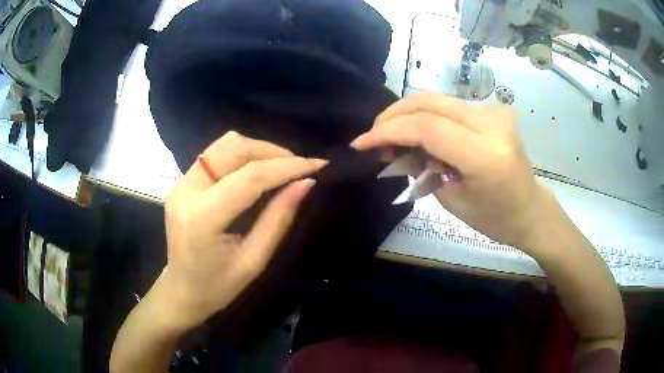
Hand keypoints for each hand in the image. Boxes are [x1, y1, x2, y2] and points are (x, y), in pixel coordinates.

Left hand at [161, 131, 326, 329]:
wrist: (181, 290)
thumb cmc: (218, 287)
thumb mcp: (254, 260)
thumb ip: (278, 219)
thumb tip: (305, 184)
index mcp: (202, 218)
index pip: (249, 178)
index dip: (286, 167)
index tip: (317, 164)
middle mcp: (185, 191)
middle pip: (234, 149)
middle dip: (272, 152)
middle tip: (299, 166)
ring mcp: (180, 183)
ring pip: (223, 145)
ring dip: (257, 149)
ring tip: (280, 166)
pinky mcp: (181, 182)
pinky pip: (214, 154)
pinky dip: (241, 155)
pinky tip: (256, 169)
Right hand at [351, 92, 553, 248]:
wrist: (530, 209)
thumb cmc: (495, 218)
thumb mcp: (452, 199)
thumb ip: (421, 166)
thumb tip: (393, 148)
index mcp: (486, 155)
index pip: (427, 127)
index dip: (388, 131)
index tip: (361, 143)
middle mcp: (493, 124)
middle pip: (429, 103)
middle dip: (393, 116)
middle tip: (373, 135)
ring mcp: (495, 112)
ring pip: (436, 100)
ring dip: (408, 115)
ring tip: (392, 137)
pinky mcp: (494, 110)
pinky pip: (449, 107)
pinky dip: (427, 116)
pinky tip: (417, 133)